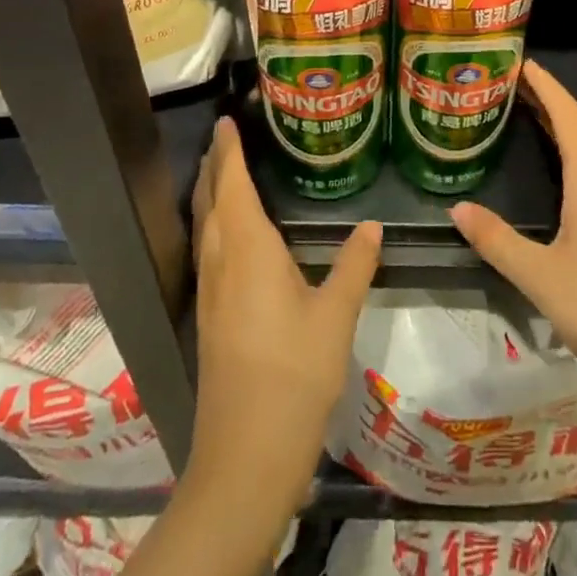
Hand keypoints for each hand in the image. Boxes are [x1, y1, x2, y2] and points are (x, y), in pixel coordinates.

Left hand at [189, 116, 380, 492]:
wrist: (246, 454)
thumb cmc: (294, 373)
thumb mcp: (336, 315)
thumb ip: (355, 264)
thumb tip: (372, 225)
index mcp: (248, 249)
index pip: (233, 185)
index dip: (230, 151)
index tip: (228, 121)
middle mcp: (221, 261)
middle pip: (211, 201)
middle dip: (214, 166)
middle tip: (224, 137)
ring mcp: (210, 291)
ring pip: (204, 226)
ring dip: (209, 193)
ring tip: (220, 171)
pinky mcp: (209, 316)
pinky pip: (206, 249)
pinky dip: (212, 223)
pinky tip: (226, 234)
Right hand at [450, 60, 576, 411]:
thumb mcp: (540, 276)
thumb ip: (496, 239)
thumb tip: (457, 208)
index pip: (568, 114)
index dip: (545, 85)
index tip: (519, 61)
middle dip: (549, 97)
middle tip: (511, 81)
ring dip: (563, 121)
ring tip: (528, 110)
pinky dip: (574, 148)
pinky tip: (559, 163)